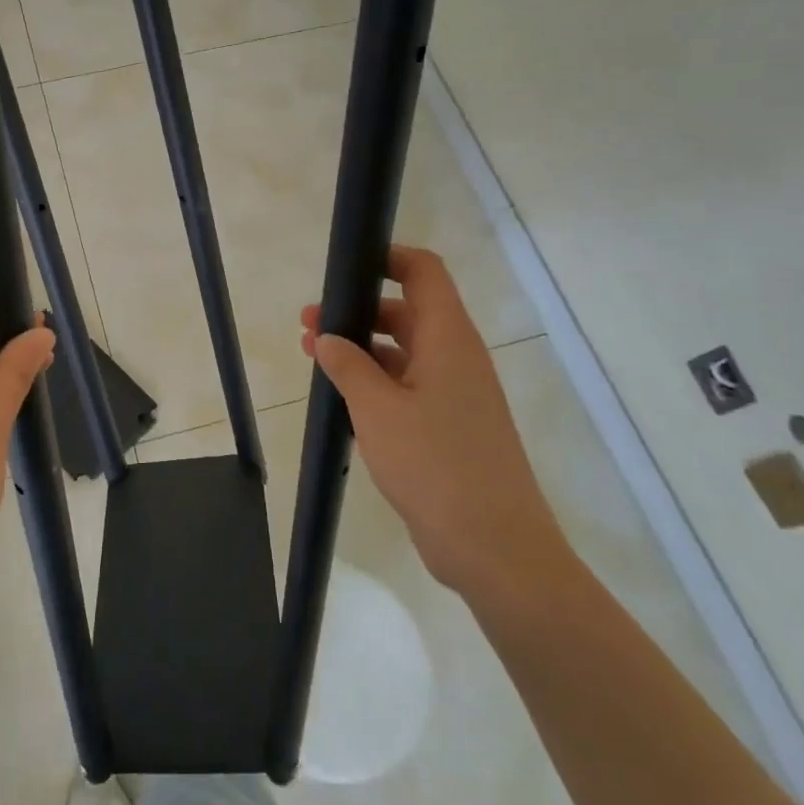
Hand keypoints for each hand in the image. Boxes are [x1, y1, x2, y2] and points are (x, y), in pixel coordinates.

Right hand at [301, 244, 574, 601]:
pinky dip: (377, 381)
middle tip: (310, 323)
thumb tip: (327, 337)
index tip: (345, 265)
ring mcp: (456, 393)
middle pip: (409, 311)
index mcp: (449, 339)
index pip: (424, 272)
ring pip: (406, 351)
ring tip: (314, 356)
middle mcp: (456, 357)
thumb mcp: (377, 410)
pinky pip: (409, 386)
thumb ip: (348, 366)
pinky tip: (342, 396)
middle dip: (359, 310)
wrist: (493, 546)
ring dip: (363, 349)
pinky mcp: (450, 426)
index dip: (388, 257)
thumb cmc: (435, 465)